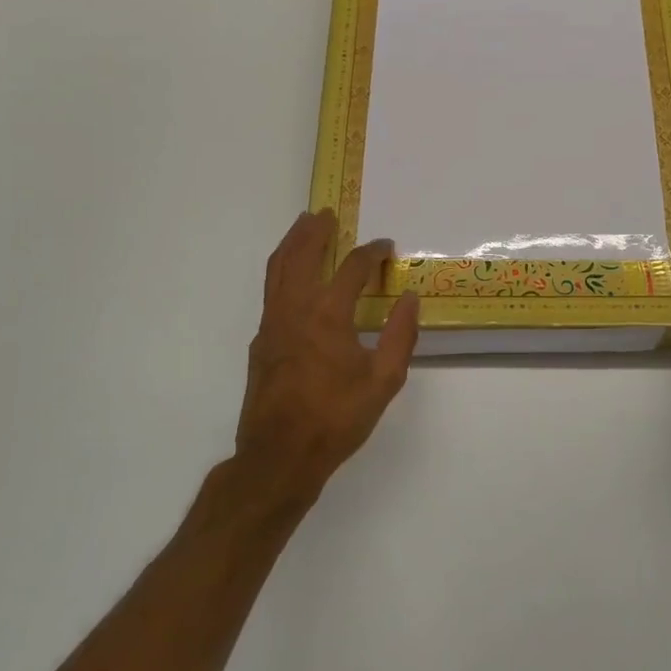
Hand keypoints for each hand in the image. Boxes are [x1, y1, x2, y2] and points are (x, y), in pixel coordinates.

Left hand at [236, 209, 420, 497]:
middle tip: (326, 213)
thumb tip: (410, 299)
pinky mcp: (261, 341)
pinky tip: (292, 276)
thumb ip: (400, 336)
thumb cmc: (336, 419)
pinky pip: (271, 291)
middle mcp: (295, 310)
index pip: (352, 269)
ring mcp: (272, 324)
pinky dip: (282, 270)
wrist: (279, 456)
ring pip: (277, 270)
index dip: (371, 253)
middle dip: (314, 231)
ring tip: (303, 227)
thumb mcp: (383, 382)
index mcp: (328, 316)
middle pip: (301, 255)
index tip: (386, 247)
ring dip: (292, 244)